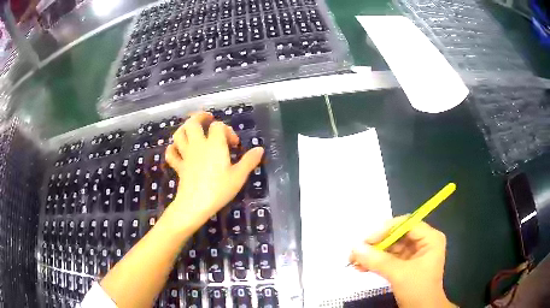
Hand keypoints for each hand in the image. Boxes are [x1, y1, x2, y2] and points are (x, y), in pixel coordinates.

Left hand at [162, 112, 263, 234]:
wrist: (195, 205)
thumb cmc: (219, 190)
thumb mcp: (238, 176)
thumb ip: (249, 161)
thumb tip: (260, 149)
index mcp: (214, 145)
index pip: (218, 126)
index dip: (227, 130)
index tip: (234, 144)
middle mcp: (198, 145)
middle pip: (193, 123)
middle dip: (200, 117)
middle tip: (208, 118)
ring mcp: (186, 155)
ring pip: (179, 134)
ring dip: (184, 128)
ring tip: (192, 129)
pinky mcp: (178, 166)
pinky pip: (171, 153)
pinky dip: (173, 148)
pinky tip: (178, 149)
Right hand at [349, 216, 455, 307]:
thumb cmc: (418, 289)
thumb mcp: (399, 274)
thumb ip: (378, 260)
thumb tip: (355, 247)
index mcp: (430, 238)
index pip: (406, 224)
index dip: (386, 230)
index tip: (367, 240)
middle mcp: (423, 242)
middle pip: (397, 236)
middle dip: (376, 244)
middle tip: (357, 251)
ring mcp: (414, 254)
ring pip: (391, 248)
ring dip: (373, 254)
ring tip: (354, 260)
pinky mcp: (406, 265)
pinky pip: (389, 259)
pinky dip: (376, 263)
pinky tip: (361, 267)